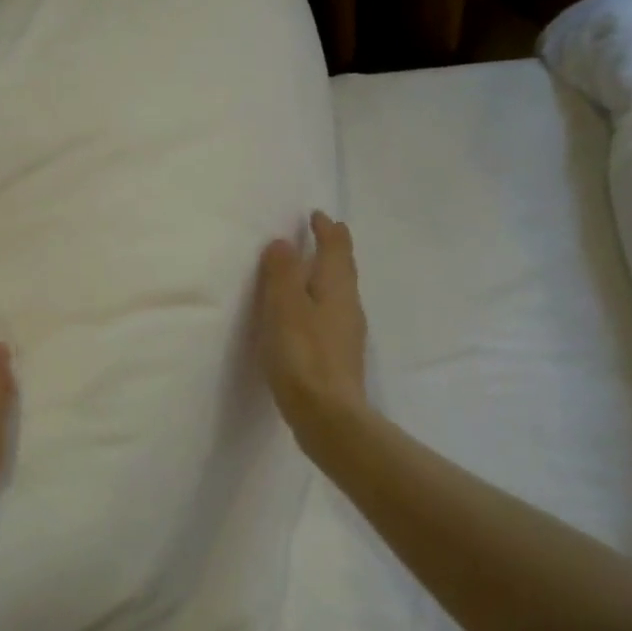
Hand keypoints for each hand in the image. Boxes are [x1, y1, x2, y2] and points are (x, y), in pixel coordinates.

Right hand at [257, 212, 368, 446]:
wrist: (328, 415)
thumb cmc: (303, 355)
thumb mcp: (285, 307)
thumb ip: (283, 272)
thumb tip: (284, 243)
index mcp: (337, 287)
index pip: (336, 247)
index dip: (327, 229)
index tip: (317, 215)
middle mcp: (349, 305)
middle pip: (343, 268)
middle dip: (331, 249)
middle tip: (317, 235)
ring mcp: (347, 333)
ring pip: (339, 293)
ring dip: (325, 276)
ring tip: (306, 271)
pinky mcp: (339, 356)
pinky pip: (331, 316)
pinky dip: (319, 303)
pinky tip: (306, 317)